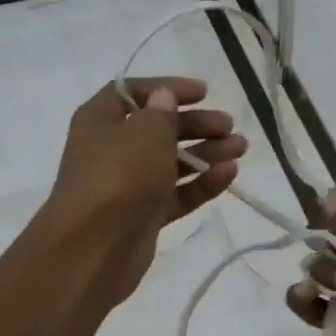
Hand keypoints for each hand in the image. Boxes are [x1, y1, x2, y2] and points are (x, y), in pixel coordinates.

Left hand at [38, 77, 245, 308]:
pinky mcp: (144, 215)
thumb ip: (161, 113)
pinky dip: (201, 184)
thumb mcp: (145, 133)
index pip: (134, 92)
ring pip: (171, 163)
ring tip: (240, 148)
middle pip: (158, 129)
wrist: (94, 247)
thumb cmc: (118, 176)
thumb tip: (163, 98)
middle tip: (228, 126)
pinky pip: (176, 193)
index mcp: (101, 120)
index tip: (204, 92)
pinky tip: (229, 174)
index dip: (168, 89)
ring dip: (205, 153)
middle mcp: (113, 149)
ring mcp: (129, 185)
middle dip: (195, 124)